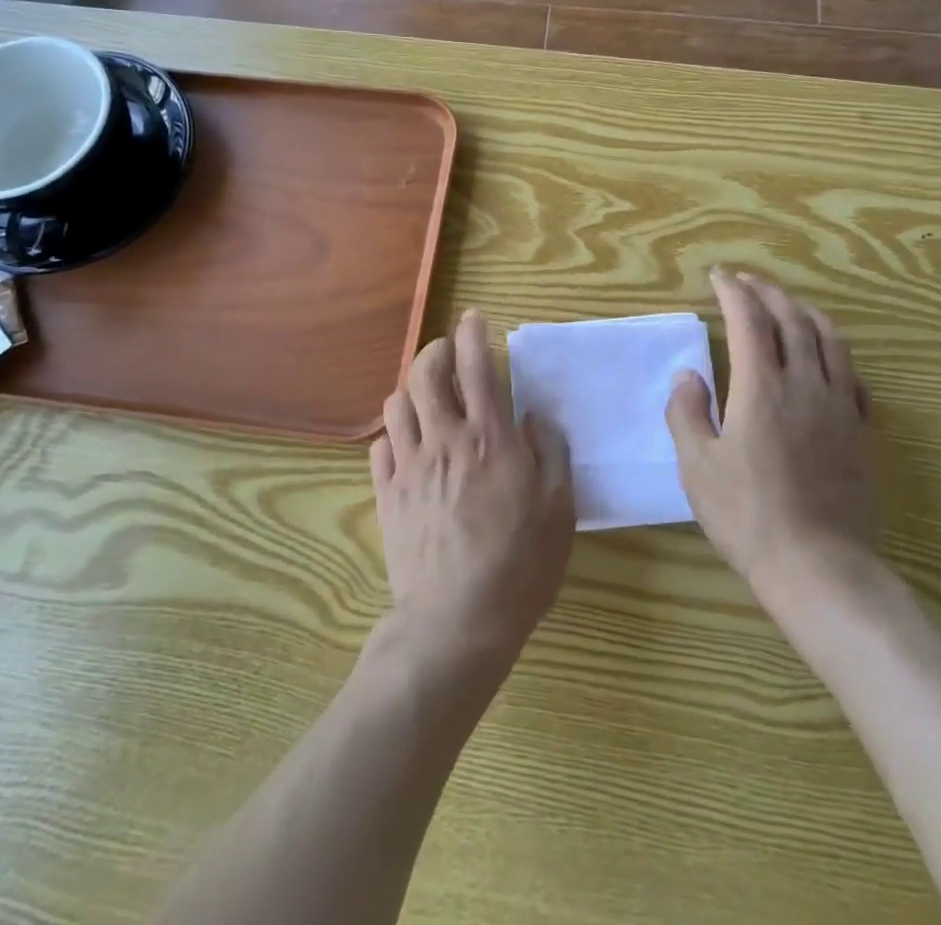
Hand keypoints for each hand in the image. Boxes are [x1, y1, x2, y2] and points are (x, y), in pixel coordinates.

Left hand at [371, 310, 574, 678]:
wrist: (457, 624)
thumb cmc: (520, 566)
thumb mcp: (559, 509)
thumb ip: (551, 453)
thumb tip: (536, 417)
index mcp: (490, 439)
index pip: (477, 367)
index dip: (473, 334)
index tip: (473, 317)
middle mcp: (444, 440)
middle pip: (425, 373)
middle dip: (434, 350)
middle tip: (448, 353)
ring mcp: (409, 467)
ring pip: (397, 403)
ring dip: (412, 389)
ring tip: (427, 397)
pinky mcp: (387, 495)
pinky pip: (380, 446)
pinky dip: (393, 432)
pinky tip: (407, 443)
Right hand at [665, 270, 880, 597]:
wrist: (818, 565)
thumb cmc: (747, 515)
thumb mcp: (697, 467)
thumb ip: (687, 413)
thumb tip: (689, 376)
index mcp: (761, 388)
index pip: (748, 320)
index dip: (732, 290)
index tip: (718, 275)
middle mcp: (805, 384)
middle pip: (792, 318)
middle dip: (767, 291)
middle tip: (747, 281)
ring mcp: (840, 406)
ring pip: (830, 339)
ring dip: (806, 311)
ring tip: (789, 303)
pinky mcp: (862, 430)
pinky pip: (854, 374)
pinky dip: (836, 351)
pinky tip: (827, 357)